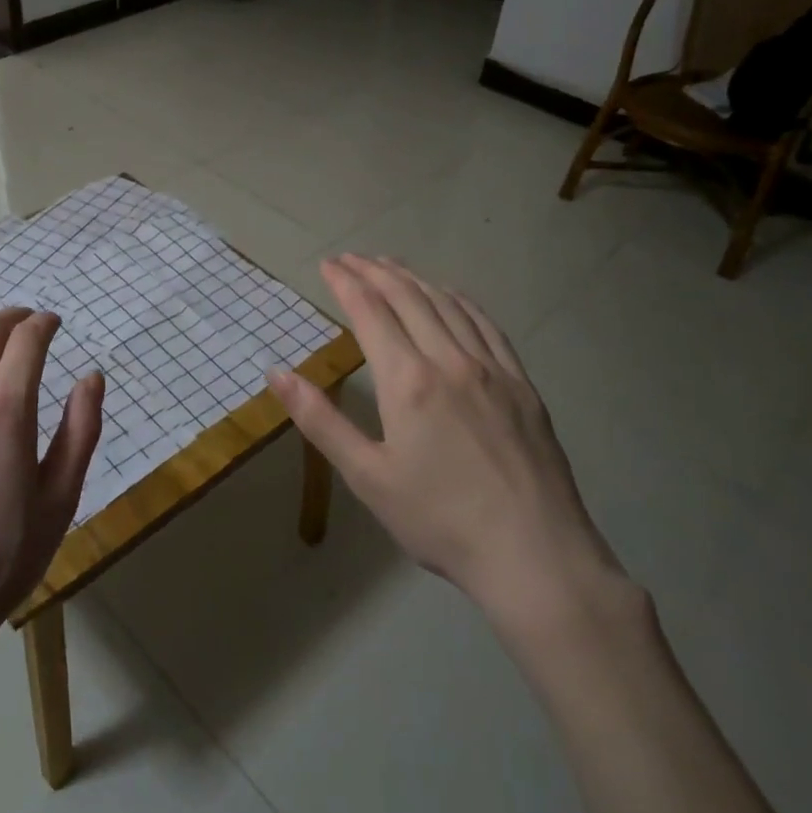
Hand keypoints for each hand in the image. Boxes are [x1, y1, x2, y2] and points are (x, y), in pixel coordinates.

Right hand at [268, 256, 630, 645]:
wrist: (534, 554)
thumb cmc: (440, 520)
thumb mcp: (367, 477)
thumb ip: (320, 420)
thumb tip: (277, 373)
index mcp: (407, 380)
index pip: (370, 311)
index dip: (346, 282)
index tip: (328, 264)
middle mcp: (449, 359)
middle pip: (408, 297)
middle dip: (375, 271)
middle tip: (351, 257)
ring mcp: (491, 368)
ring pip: (447, 303)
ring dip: (414, 278)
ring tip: (391, 266)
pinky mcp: (521, 383)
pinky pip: (486, 324)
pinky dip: (460, 300)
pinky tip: (451, 296)